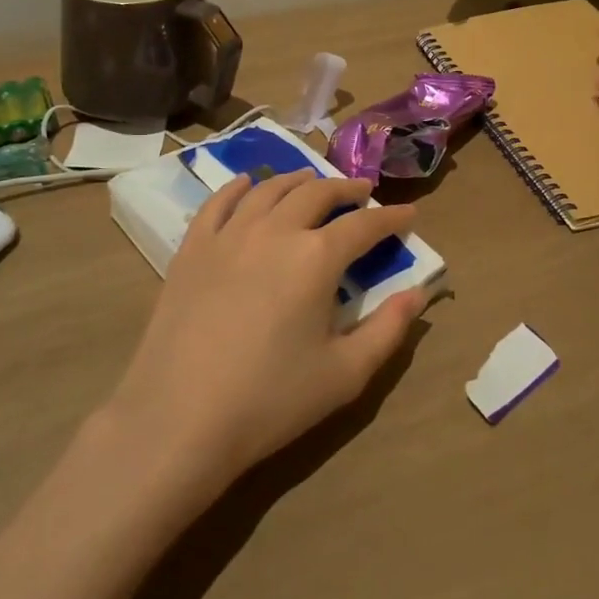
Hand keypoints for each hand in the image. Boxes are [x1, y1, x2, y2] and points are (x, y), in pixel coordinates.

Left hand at [107, 170, 425, 488]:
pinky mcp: (193, 248)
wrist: (179, 418)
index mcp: (317, 257)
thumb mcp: (345, 374)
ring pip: (269, 189)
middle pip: (317, 193)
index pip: (364, 225)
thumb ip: (388, 329)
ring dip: (298, 180)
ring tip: (312, 182)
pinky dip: (238, 187)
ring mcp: (229, 234)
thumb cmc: (271, 400)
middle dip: (346, 189)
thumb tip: (419, 293)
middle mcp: (275, 230)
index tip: (409, 213)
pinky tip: (247, 183)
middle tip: (362, 192)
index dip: (391, 217)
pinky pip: (219, 203)